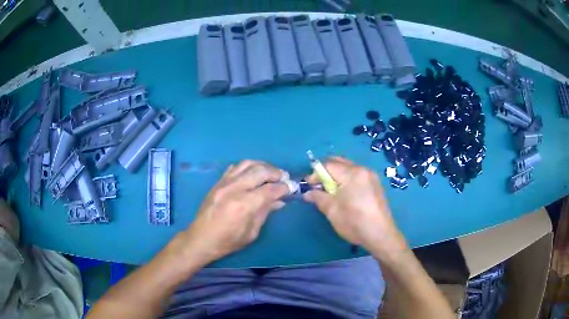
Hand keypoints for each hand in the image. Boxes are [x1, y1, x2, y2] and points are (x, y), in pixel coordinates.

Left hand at [179, 160, 288, 265]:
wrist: (201, 238)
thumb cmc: (228, 241)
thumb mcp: (251, 232)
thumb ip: (265, 212)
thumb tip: (279, 201)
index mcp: (245, 204)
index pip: (270, 189)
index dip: (284, 187)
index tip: (292, 187)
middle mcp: (235, 188)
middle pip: (260, 170)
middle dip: (276, 172)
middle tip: (284, 178)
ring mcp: (224, 183)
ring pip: (247, 163)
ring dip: (262, 166)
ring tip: (270, 173)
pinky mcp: (218, 182)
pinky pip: (235, 167)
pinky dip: (247, 167)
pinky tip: (252, 174)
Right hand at [304, 157, 406, 257]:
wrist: (380, 234)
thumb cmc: (354, 222)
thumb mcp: (332, 211)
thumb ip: (318, 197)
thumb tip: (307, 193)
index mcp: (352, 173)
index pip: (328, 165)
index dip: (315, 174)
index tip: (310, 187)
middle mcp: (362, 169)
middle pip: (339, 162)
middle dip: (326, 172)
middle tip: (319, 187)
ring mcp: (371, 176)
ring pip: (348, 168)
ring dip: (336, 176)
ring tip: (332, 192)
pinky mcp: (375, 184)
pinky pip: (357, 175)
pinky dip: (347, 179)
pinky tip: (345, 194)